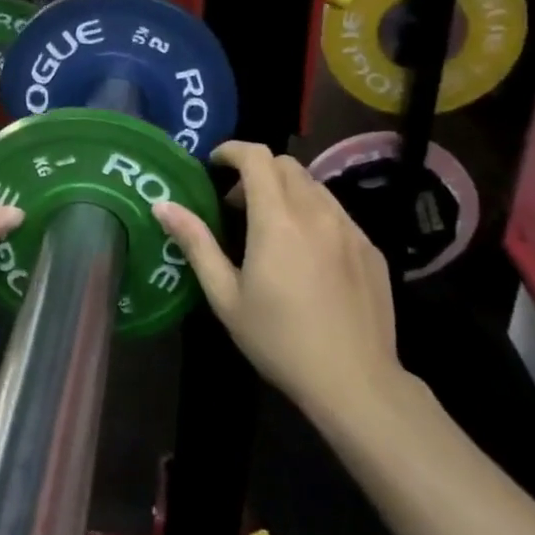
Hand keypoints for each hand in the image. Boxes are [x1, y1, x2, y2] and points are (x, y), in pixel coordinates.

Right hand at [153, 141, 412, 435]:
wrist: (356, 383)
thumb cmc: (279, 340)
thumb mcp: (226, 296)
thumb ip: (196, 243)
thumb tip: (162, 205)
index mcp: (278, 220)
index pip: (257, 157)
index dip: (232, 151)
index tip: (214, 164)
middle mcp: (317, 213)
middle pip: (286, 165)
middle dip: (257, 170)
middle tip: (236, 203)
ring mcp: (350, 229)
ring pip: (314, 186)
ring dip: (286, 190)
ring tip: (270, 226)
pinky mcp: (371, 249)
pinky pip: (337, 212)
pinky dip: (313, 213)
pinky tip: (306, 253)